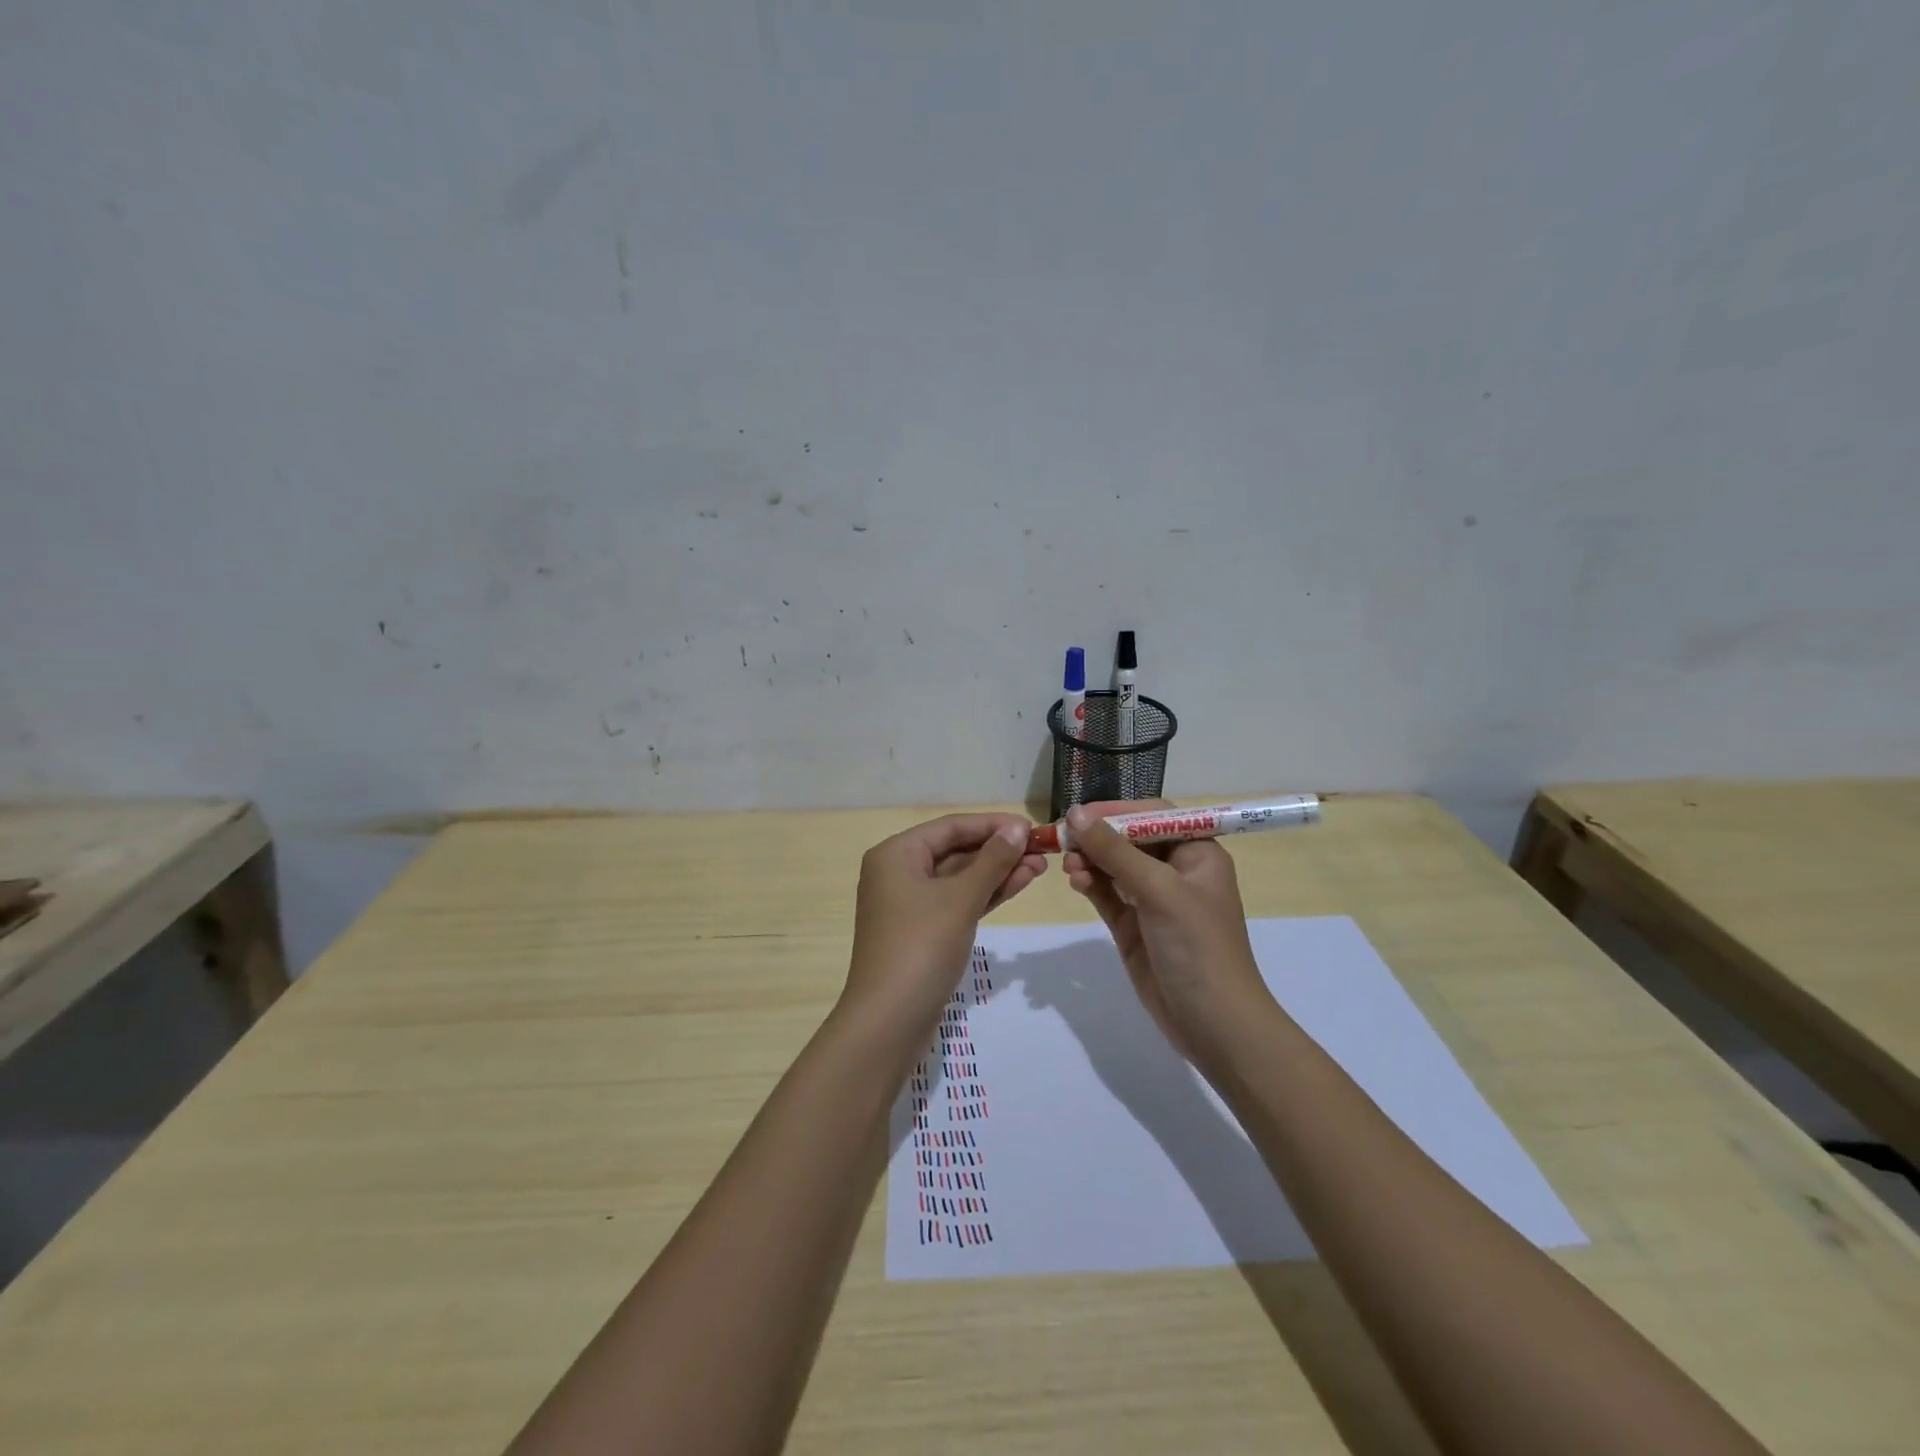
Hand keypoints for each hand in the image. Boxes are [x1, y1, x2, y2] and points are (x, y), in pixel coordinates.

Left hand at [843, 814, 1044, 1035]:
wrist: (889, 1021)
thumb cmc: (921, 947)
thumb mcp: (960, 899)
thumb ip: (992, 860)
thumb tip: (1018, 827)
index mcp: (896, 854)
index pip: (951, 827)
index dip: (993, 824)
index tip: (1032, 827)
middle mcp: (898, 872)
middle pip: (956, 850)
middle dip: (999, 850)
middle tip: (1043, 850)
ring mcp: (910, 904)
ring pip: (960, 878)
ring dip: (997, 872)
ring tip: (1041, 866)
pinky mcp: (923, 931)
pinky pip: (957, 901)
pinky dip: (985, 894)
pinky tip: (1019, 885)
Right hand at [1061, 801, 1275, 1062]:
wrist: (1213, 1024)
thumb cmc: (1197, 946)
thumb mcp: (1158, 890)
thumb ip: (1115, 851)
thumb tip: (1075, 814)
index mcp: (1197, 853)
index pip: (1153, 817)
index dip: (1117, 811)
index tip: (1080, 814)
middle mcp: (1176, 871)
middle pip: (1129, 839)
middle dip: (1097, 837)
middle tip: (1062, 840)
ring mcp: (1153, 900)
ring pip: (1114, 866)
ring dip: (1090, 861)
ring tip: (1069, 867)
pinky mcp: (1134, 926)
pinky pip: (1107, 894)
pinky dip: (1090, 884)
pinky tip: (1075, 882)